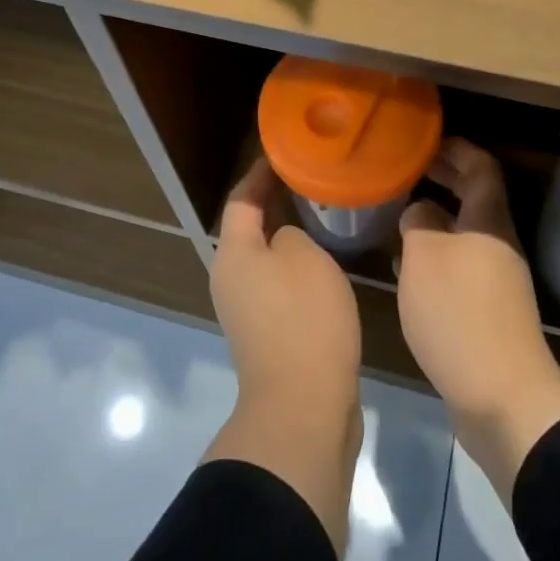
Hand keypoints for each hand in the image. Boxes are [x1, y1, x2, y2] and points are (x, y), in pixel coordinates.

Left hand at [210, 158, 362, 407]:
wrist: (304, 408)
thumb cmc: (303, 319)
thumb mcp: (304, 256)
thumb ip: (292, 232)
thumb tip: (286, 241)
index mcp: (233, 254)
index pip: (241, 198)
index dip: (260, 173)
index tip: (284, 153)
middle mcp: (231, 279)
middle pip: (250, 228)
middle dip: (277, 202)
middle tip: (312, 180)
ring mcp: (248, 311)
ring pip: (268, 258)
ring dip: (290, 235)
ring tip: (324, 214)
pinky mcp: (268, 335)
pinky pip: (280, 285)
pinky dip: (298, 267)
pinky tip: (328, 261)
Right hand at [397, 139, 559, 501]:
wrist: (501, 396)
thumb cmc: (459, 312)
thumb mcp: (424, 256)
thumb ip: (418, 221)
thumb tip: (420, 209)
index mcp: (489, 221)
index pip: (482, 166)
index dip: (457, 149)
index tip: (425, 142)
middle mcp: (498, 244)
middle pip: (476, 197)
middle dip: (445, 179)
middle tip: (408, 170)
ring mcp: (496, 279)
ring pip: (465, 232)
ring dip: (436, 218)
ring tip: (399, 214)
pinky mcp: (488, 311)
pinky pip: (461, 264)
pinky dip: (436, 253)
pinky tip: (409, 266)